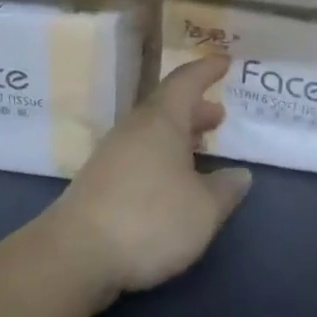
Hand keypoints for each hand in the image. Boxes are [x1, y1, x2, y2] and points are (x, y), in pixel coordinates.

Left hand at [47, 55, 251, 304]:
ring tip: (200, 148)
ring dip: (178, 134)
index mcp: (161, 120)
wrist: (76, 254)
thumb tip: (240, 174)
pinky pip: (139, 153)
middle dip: (195, 108)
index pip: (186, 81)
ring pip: (152, 131)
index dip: (207, 70)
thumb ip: (225, 189)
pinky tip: (171, 181)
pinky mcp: (100, 181)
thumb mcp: (203, 209)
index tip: (224, 62)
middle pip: (167, 106)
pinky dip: (161, 156)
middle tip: (219, 116)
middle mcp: (135, 128)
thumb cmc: (149, 219)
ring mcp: (112, 154)